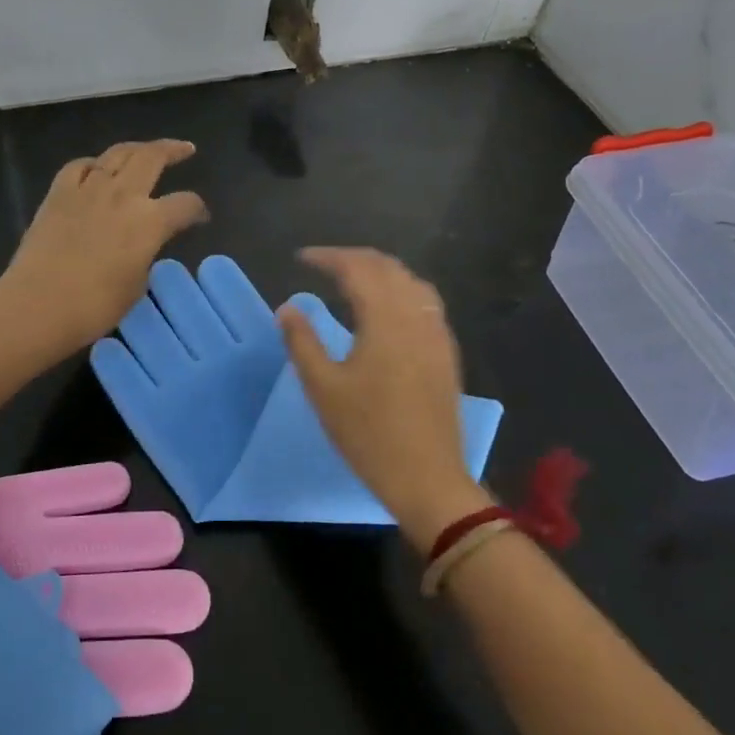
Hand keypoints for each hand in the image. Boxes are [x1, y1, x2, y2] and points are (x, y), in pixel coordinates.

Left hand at [0, 141, 208, 356]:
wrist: (38, 305)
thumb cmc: (94, 307)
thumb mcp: (136, 285)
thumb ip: (145, 256)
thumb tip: (142, 245)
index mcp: (150, 221)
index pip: (185, 204)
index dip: (197, 209)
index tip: (200, 217)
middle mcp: (123, 195)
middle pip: (153, 158)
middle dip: (173, 150)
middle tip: (185, 149)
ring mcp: (88, 189)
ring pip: (117, 153)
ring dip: (137, 148)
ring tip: (146, 150)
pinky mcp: (58, 193)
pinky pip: (79, 166)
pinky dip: (93, 165)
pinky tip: (96, 170)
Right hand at [279, 248, 492, 548]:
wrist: (427, 478)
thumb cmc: (368, 433)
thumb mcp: (323, 388)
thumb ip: (302, 342)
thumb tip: (288, 308)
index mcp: (385, 320)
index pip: (357, 268)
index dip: (327, 257)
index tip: (301, 258)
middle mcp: (415, 316)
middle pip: (387, 267)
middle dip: (353, 258)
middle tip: (322, 264)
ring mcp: (436, 333)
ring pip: (410, 281)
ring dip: (380, 270)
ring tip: (352, 278)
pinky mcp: (446, 351)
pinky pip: (425, 301)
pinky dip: (401, 288)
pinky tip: (387, 306)